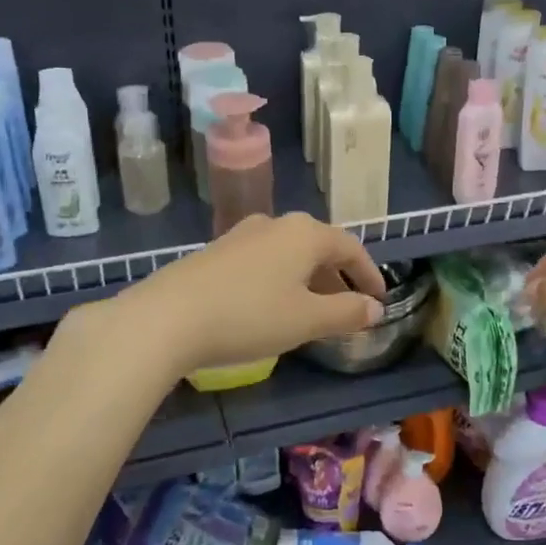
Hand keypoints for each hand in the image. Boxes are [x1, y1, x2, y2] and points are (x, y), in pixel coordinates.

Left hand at [97, 212, 386, 375]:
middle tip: (348, 308)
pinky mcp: (216, 252)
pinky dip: (281, 281)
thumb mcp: (306, 320)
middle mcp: (275, 224)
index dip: (368, 274)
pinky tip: (271, 308)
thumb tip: (374, 308)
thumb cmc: (249, 315)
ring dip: (308, 281)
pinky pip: (264, 262)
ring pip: (289, 255)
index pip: (350, 247)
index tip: (379, 299)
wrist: (167, 317)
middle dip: (337, 278)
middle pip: (318, 247)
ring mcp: (241, 235)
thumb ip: (346, 312)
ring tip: (312, 313)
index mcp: (305, 233)